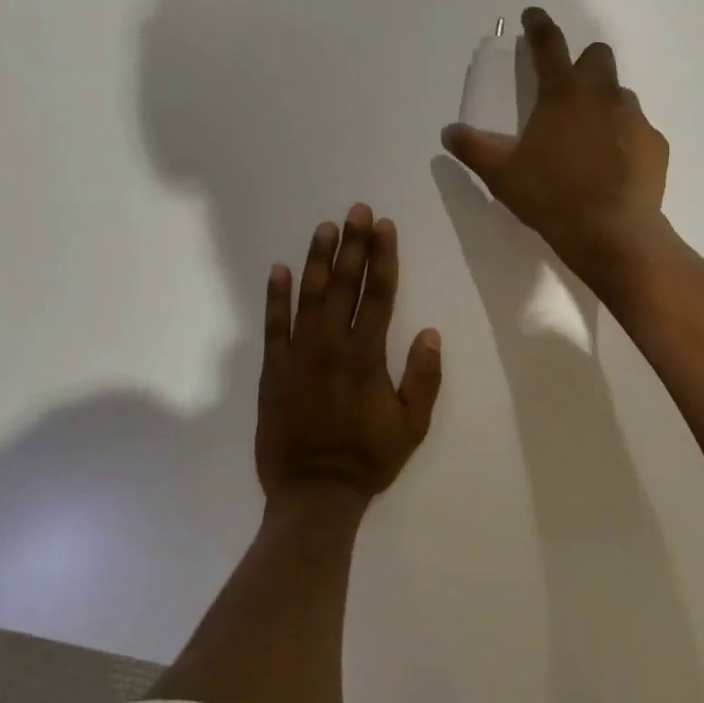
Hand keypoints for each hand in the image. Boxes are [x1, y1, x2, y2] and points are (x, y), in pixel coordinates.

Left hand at [255, 204, 443, 511]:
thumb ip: (423, 377)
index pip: (379, 294)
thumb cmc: (368, 459)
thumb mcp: (412, 425)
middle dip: (353, 244)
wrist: (313, 492)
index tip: (384, 226)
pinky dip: (276, 296)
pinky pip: (273, 325)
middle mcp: (332, 344)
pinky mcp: (274, 369)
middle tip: (357, 209)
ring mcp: (299, 354)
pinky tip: (279, 269)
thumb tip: (430, 332)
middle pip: (345, 284)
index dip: (383, 257)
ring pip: (309, 295)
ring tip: (325, 227)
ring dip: (318, 259)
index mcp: (367, 355)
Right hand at [441, 8, 669, 290]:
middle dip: (584, 63)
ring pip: (620, 94)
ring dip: (604, 105)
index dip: (539, 25)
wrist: (611, 233)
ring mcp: (634, 118)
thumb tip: (448, 132)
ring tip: (590, 140)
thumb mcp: (503, 176)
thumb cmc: (551, 198)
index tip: (533, 15)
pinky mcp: (655, 144)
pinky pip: (638, 130)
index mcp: (562, 95)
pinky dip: (625, 139)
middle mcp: (602, 96)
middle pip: (598, 56)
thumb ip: (474, 149)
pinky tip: (614, 167)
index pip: (548, 45)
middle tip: (569, 92)